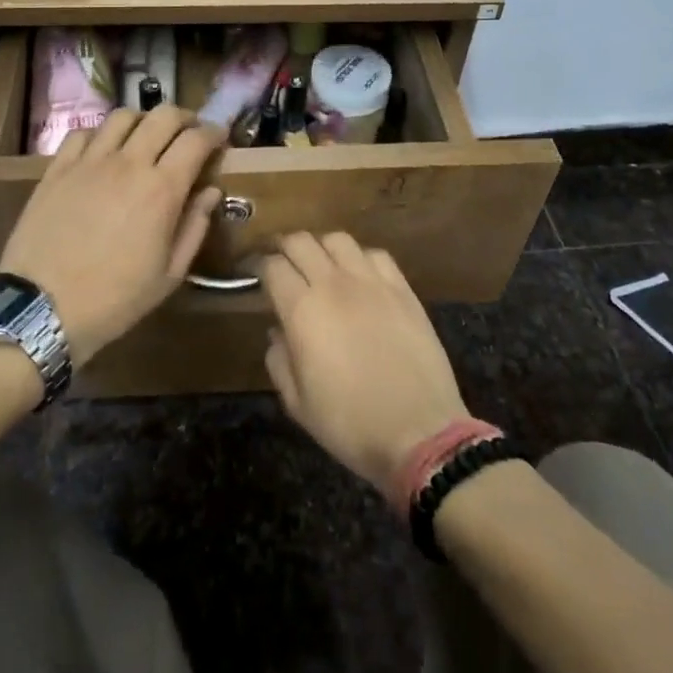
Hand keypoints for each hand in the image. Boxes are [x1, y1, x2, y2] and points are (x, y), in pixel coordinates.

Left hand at [0, 106, 223, 365]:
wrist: (42, 309)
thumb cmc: (115, 299)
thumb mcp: (169, 275)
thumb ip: (195, 227)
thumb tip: (211, 191)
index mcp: (162, 189)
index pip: (196, 140)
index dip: (213, 133)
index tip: (220, 138)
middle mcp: (128, 163)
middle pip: (163, 115)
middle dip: (184, 117)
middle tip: (189, 132)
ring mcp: (89, 161)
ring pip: (122, 116)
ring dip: (143, 121)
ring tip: (146, 138)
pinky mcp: (58, 168)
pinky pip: (82, 133)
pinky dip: (101, 134)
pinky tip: (104, 151)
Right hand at [261, 233, 470, 491]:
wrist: (419, 432)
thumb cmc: (350, 424)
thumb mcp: (298, 403)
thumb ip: (279, 360)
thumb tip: (277, 333)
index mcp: (302, 310)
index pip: (272, 266)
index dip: (258, 266)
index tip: (253, 274)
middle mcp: (334, 284)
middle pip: (301, 241)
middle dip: (284, 247)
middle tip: (281, 263)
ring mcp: (372, 282)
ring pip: (338, 239)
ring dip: (322, 247)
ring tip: (321, 265)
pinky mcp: (402, 289)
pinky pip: (376, 255)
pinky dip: (360, 258)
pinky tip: (360, 276)